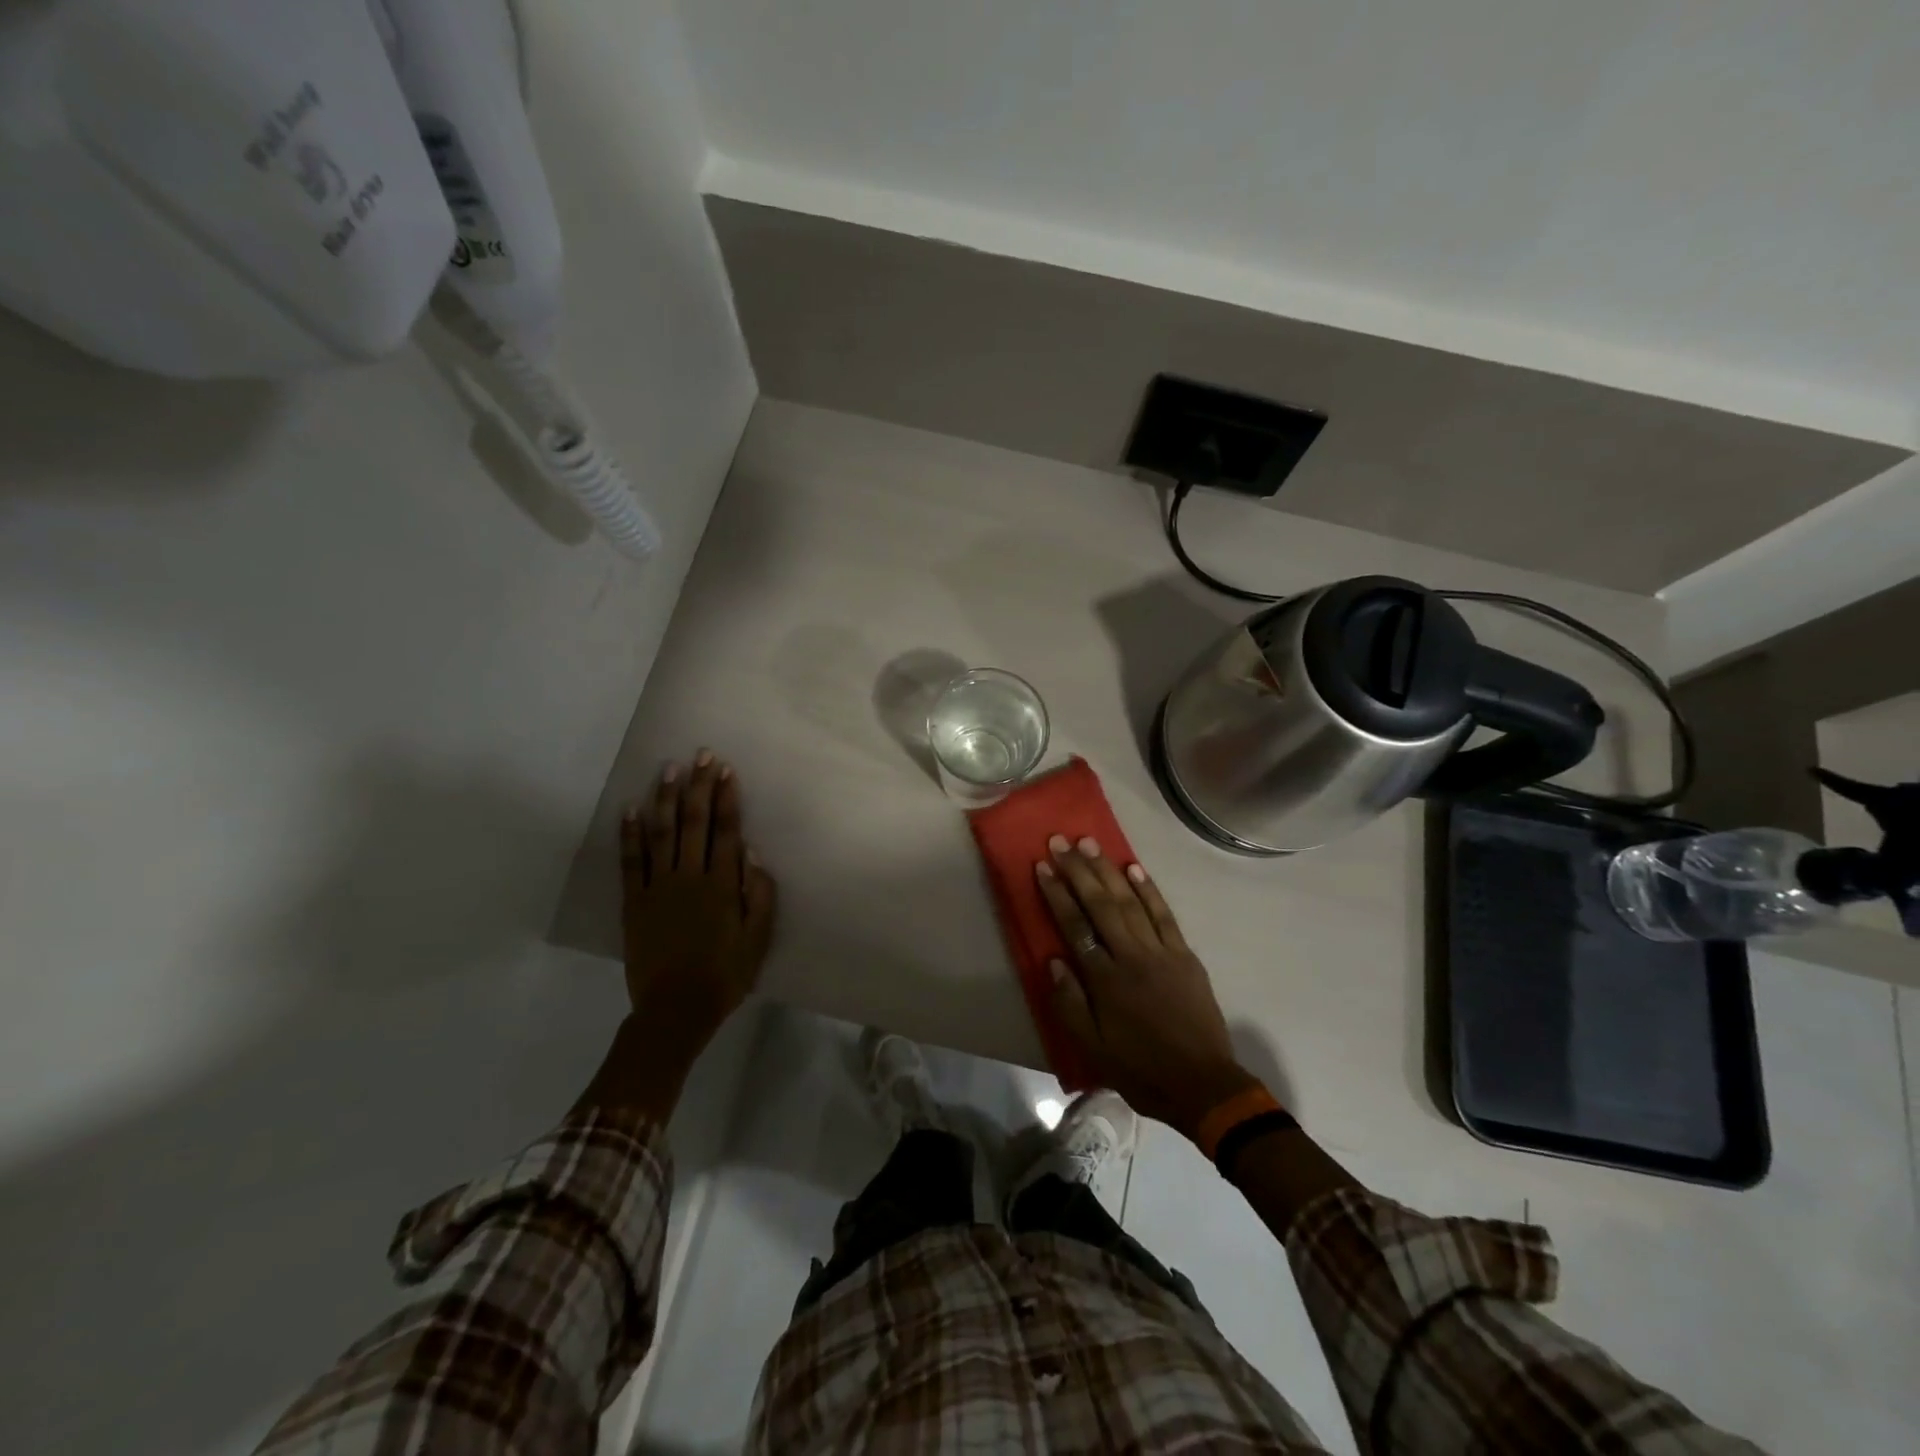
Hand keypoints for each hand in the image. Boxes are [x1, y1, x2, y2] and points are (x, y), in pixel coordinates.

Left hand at [620, 751, 777, 1052]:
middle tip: (700, 755)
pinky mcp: (634, 902)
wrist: (675, 1010)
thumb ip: (760, 895)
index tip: (725, 770)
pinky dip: (630, 834)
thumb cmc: (724, 975)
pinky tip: (630, 808)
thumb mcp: (759, 939)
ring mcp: (658, 887)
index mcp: (722, 885)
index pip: (726, 831)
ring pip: (662, 833)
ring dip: (665, 798)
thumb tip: (752, 854)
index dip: (726, 798)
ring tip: (668, 769)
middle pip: (694, 823)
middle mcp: (690, 877)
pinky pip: (631, 861)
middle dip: (698, 786)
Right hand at [1035, 836, 1257, 1138]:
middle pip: (1101, 904)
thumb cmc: (1141, 1069)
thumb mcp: (1093, 1049)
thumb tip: (1054, 960)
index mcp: (1106, 980)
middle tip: (1060, 841)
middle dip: (1078, 870)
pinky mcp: (1185, 956)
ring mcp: (1162, 952)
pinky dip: (1149, 890)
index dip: (1057, 894)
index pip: (1075, 926)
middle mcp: (1132, 956)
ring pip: (1131, 902)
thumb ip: (1069, 1004)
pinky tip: (1134, 869)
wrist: (1203, 1085)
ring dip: (1108, 871)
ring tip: (1090, 844)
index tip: (1042, 865)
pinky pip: (1165, 915)